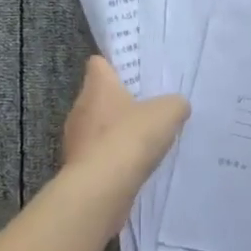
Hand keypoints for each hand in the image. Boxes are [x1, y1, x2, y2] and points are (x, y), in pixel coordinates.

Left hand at [62, 57, 188, 176]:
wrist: (102, 187)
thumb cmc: (131, 137)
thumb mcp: (168, 113)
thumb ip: (175, 104)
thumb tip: (176, 106)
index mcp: (97, 86)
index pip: (98, 64)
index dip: (114, 68)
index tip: (132, 77)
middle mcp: (80, 107)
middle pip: (97, 97)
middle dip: (118, 103)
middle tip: (144, 111)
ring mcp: (74, 139)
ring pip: (95, 128)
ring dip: (113, 134)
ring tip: (140, 144)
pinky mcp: (76, 167)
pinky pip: (96, 155)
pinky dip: (110, 159)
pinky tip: (130, 167)